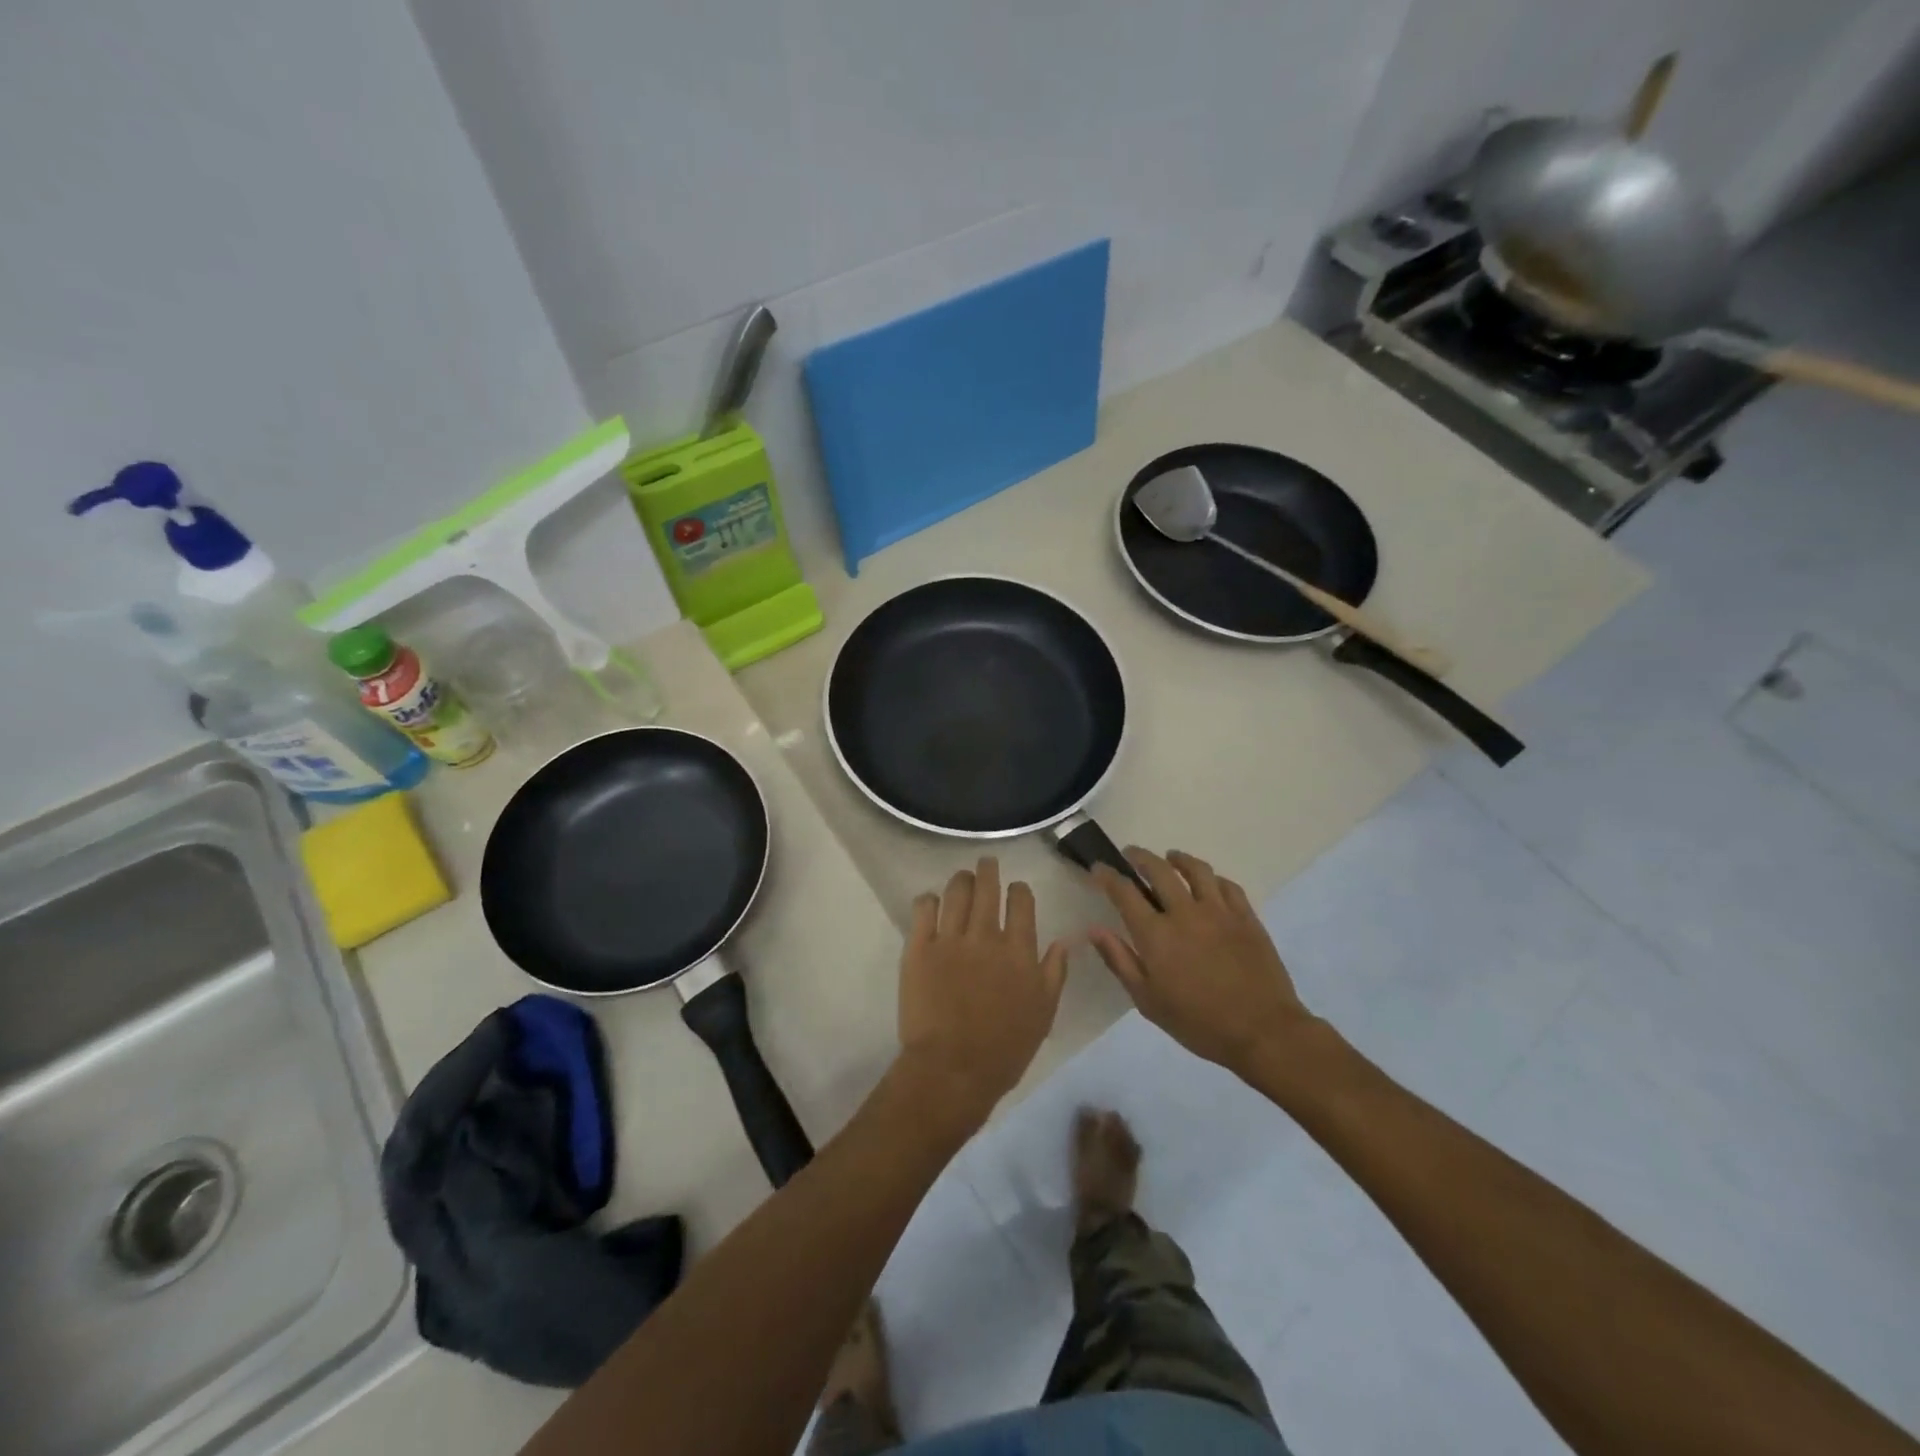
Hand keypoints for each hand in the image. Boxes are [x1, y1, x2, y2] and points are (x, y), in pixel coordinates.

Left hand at [898, 859, 1069, 1128]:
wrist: (953, 1069)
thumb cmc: (1004, 1048)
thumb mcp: (1043, 1014)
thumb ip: (1054, 973)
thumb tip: (1063, 942)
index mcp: (1019, 950)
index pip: (1021, 901)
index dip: (1019, 890)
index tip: (1015, 890)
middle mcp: (985, 935)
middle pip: (987, 887)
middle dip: (988, 870)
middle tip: (986, 864)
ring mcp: (950, 938)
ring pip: (956, 891)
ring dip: (961, 880)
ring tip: (962, 878)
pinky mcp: (919, 947)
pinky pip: (923, 909)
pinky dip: (928, 900)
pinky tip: (931, 902)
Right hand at [1090, 848, 1315, 1075]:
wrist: (1263, 1032)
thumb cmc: (1198, 1022)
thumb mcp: (1148, 1001)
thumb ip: (1120, 960)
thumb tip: (1095, 930)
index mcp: (1156, 934)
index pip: (1124, 892)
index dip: (1108, 875)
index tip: (1099, 868)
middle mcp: (1185, 912)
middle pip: (1159, 870)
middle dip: (1140, 857)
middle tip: (1131, 855)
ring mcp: (1219, 912)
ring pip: (1196, 870)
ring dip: (1179, 859)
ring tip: (1171, 857)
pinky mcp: (1247, 917)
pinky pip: (1228, 886)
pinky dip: (1213, 878)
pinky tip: (1209, 882)